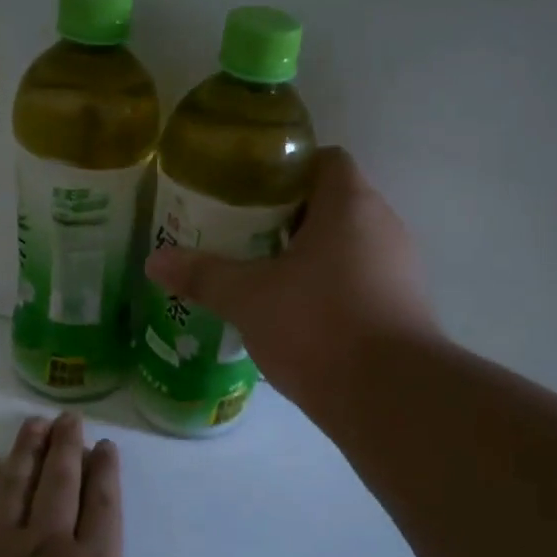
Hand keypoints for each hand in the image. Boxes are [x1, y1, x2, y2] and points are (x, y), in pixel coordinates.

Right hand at [145, 147, 438, 414]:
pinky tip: (296, 317)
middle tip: (242, 238)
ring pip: (347, 247)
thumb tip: (153, 260)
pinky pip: (360, 282)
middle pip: (333, 204)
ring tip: (263, 278)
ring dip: (309, 257)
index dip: (286, 171)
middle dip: (288, 218)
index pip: (324, 160)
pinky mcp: (403, 308)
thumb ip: (203, 275)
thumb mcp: (248, 298)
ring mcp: (400, 269)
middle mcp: (383, 226)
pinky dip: (329, 290)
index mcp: (349, 204)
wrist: (390, 396)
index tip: (248, 194)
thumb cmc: (318, 325)